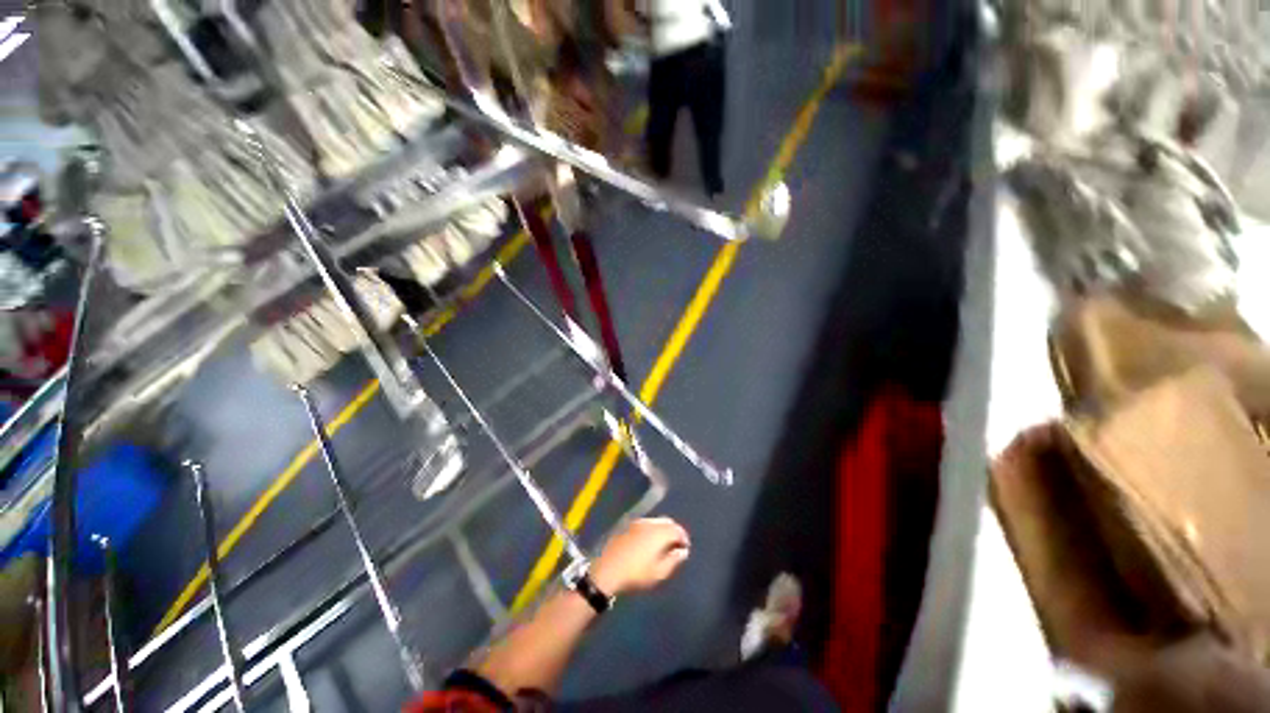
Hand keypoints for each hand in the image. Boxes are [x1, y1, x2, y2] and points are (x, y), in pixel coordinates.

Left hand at [590, 517, 689, 595]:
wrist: (607, 570)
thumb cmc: (636, 574)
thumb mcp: (659, 573)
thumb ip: (674, 560)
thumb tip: (682, 551)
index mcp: (659, 532)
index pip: (677, 529)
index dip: (684, 538)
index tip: (685, 549)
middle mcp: (650, 523)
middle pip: (667, 522)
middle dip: (674, 531)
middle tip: (675, 546)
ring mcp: (637, 522)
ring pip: (656, 522)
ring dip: (662, 530)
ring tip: (663, 545)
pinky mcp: (627, 526)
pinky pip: (645, 524)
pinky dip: (652, 530)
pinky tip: (648, 543)